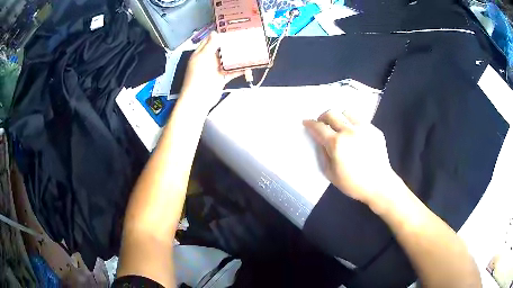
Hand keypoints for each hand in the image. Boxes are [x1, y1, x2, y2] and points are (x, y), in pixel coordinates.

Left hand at [181, 32, 242, 107]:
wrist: (199, 98)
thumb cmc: (197, 77)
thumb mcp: (203, 57)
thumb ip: (210, 45)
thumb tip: (215, 33)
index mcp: (201, 53)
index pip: (210, 40)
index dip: (219, 35)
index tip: (231, 30)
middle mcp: (208, 60)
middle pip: (222, 49)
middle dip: (232, 45)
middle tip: (244, 39)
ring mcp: (215, 69)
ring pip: (228, 60)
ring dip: (238, 57)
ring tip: (249, 51)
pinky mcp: (221, 77)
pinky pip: (232, 71)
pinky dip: (240, 69)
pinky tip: (248, 66)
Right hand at [303, 110, 401, 207]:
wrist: (379, 185)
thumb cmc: (353, 183)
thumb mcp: (330, 174)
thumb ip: (323, 154)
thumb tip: (320, 141)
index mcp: (337, 143)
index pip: (319, 127)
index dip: (310, 123)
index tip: (306, 122)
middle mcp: (349, 131)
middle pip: (331, 113)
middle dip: (323, 117)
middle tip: (323, 124)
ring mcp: (364, 129)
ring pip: (347, 112)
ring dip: (339, 118)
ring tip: (340, 127)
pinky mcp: (375, 130)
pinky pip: (361, 121)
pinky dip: (354, 125)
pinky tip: (356, 137)